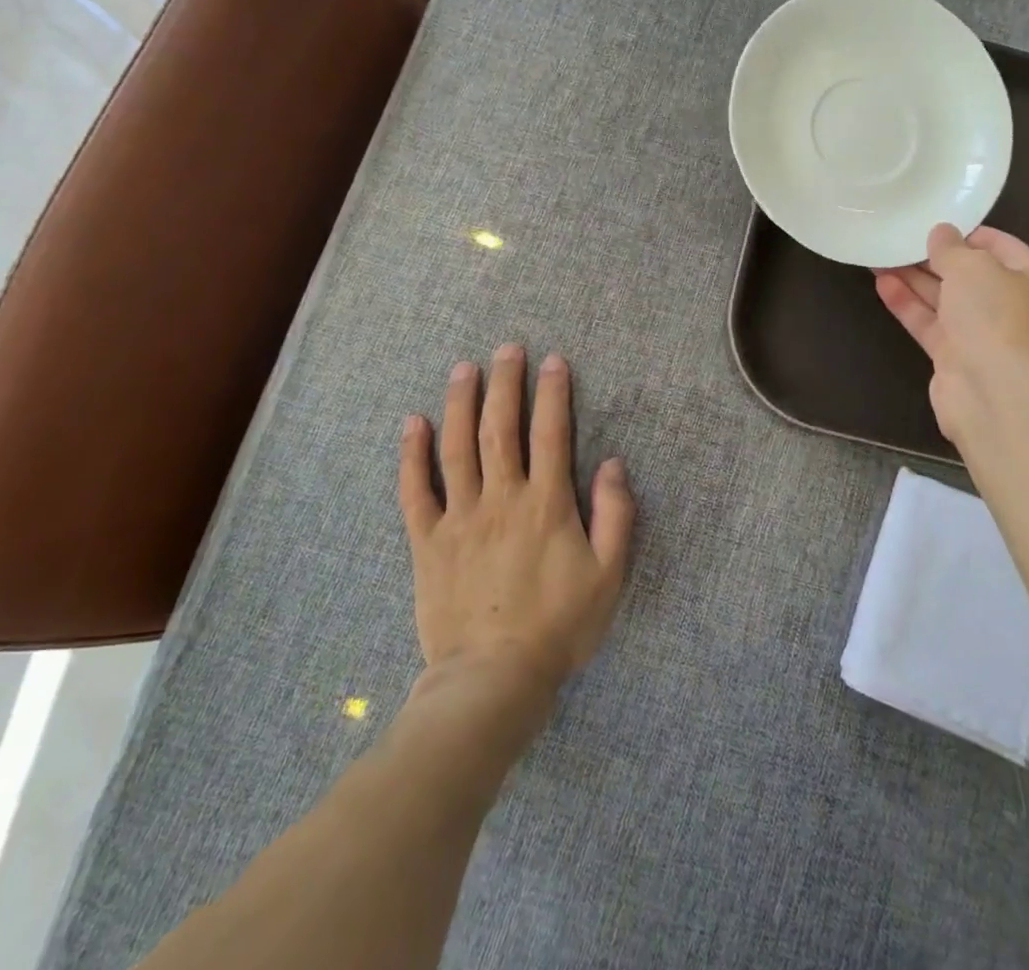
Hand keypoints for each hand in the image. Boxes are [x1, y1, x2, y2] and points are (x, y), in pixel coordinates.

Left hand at [399, 346, 634, 690]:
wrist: (492, 679)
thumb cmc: (559, 626)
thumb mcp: (609, 575)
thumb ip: (616, 516)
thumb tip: (613, 464)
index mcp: (546, 504)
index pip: (551, 433)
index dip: (553, 393)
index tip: (553, 361)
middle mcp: (501, 498)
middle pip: (500, 428)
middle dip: (506, 383)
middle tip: (507, 348)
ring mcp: (460, 518)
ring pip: (457, 448)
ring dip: (460, 403)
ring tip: (463, 369)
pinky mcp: (427, 542)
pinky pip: (415, 491)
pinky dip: (412, 455)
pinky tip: (412, 423)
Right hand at [875, 223, 1028, 452]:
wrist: (996, 395)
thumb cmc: (997, 317)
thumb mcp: (973, 267)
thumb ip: (951, 248)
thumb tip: (941, 233)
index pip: (999, 245)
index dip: (965, 233)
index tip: (931, 221)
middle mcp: (1012, 306)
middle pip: (969, 274)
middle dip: (933, 257)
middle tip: (898, 238)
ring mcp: (984, 335)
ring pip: (945, 299)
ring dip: (914, 279)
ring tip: (880, 256)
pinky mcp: (956, 358)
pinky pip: (930, 323)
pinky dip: (908, 304)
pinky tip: (882, 284)